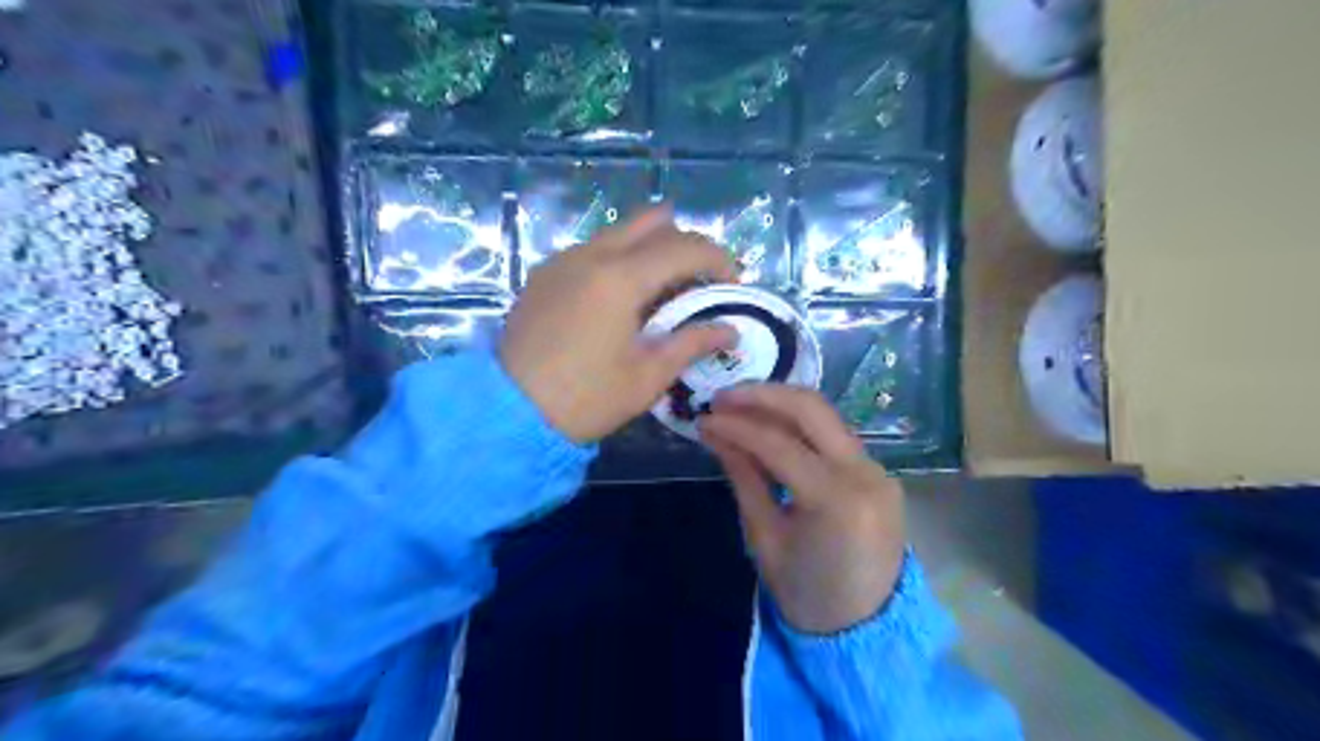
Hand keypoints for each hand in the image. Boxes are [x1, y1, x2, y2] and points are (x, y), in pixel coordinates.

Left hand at [500, 205, 736, 443]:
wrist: (509, 412)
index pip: (684, 247)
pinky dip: (620, 259)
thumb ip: (692, 343)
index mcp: (620, 277)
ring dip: (651, 249)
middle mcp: (591, 255)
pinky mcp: (544, 275)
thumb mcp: (648, 376)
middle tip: (700, 278)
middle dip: (685, 243)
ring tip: (665, 289)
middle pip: (651, 223)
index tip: (733, 284)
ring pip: (619, 233)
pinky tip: (623, 297)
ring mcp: (562, 260)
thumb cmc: (586, 398)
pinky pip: (593, 250)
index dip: (718, 259)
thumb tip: (730, 330)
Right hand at [700, 386, 909, 634]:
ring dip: (780, 404)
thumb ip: (744, 477)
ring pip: (825, 416)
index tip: (704, 417)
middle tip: (722, 396)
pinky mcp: (877, 471)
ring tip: (739, 404)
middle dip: (762, 394)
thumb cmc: (807, 593)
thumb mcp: (765, 538)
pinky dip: (799, 425)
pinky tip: (770, 426)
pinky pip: (834, 435)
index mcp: (836, 500)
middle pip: (811, 408)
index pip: (779, 443)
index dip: (737, 426)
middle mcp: (864, 472)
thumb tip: (715, 432)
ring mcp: (877, 468)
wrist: (866, 629)